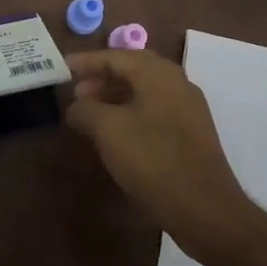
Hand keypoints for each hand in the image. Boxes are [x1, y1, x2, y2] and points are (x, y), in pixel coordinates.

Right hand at [65, 49, 254, 256]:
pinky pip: (155, 110)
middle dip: (101, 78)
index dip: (85, 61)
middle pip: (132, 70)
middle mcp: (177, 83)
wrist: (204, 209)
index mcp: (158, 74)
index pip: (115, 56)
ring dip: (115, 97)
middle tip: (76, 93)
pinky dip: (131, 113)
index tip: (61, 68)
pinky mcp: (192, 134)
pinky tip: (116, 134)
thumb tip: (76, 107)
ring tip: (90, 115)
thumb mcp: (107, 130)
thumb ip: (85, 109)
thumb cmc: (152, 159)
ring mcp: (188, 109)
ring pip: (144, 91)